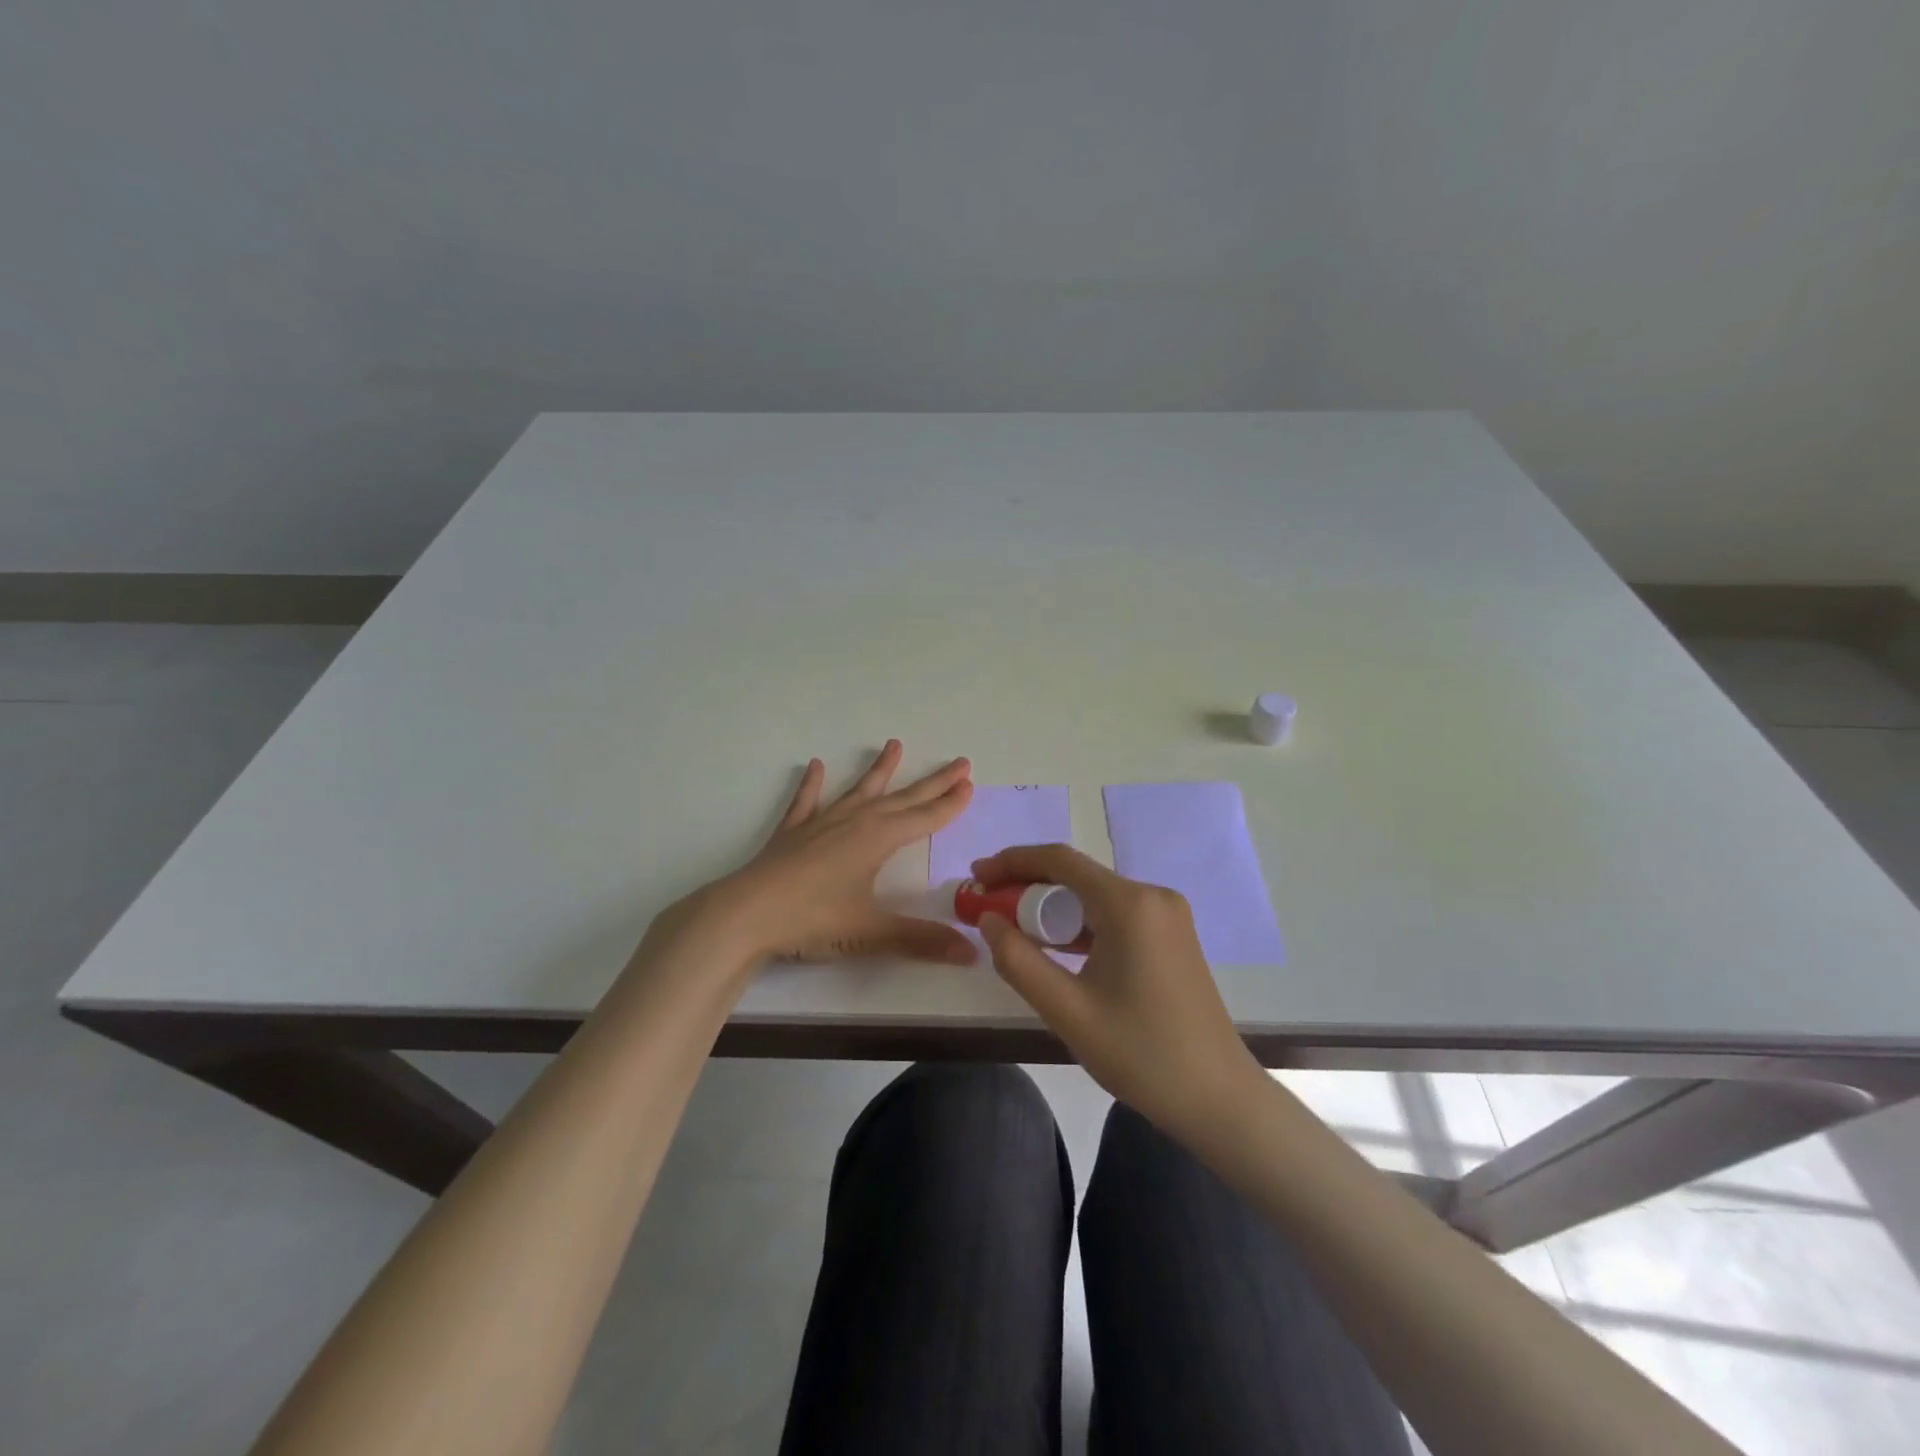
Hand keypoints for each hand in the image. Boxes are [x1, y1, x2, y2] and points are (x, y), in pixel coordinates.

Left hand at [687, 740, 978, 969]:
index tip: (969, 784)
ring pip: (859, 791)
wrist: (745, 915)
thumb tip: (972, 953)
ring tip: (894, 744)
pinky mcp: (793, 833)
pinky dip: (813, 785)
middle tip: (959, 762)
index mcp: (878, 840)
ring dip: (879, 770)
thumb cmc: (813, 920)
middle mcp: (855, 822)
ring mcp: (821, 824)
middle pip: (902, 798)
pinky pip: (807, 802)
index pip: (924, 818)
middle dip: (933, 782)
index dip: (949, 804)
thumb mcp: (871, 933)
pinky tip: (816, 766)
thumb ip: (921, 940)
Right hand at [974, 844, 1262, 1137]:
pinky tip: (1055, 945)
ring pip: (1095, 895)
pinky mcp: (1172, 935)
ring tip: (1012, 926)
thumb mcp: (1067, 1011)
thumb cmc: (1141, 1054)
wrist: (1219, 1098)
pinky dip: (1079, 923)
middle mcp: (1153, 896)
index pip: (1060, 860)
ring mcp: (1167, 915)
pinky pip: (1115, 914)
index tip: (976, 876)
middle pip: (1077, 875)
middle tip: (987, 906)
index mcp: (1130, 905)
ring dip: (1052, 906)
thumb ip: (1018, 961)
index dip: (1012, 862)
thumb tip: (988, 919)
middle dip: (1027, 885)